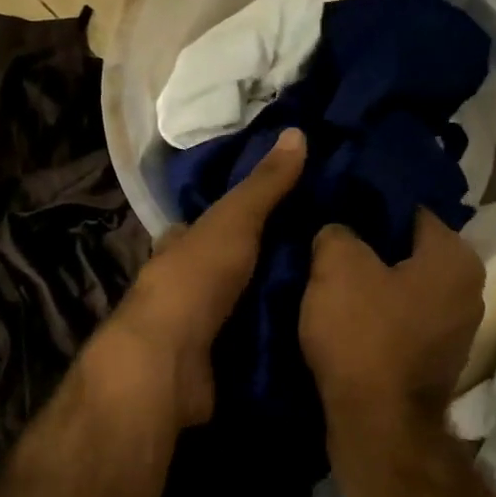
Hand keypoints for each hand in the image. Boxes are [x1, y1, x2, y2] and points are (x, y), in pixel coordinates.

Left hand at [93, 127, 306, 428]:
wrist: (168, 362)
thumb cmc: (195, 280)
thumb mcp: (234, 221)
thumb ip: (264, 185)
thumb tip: (297, 131)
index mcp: (180, 247)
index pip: (207, 225)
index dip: (238, 216)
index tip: (284, 210)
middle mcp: (184, 286)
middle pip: (227, 268)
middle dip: (262, 263)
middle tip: (319, 258)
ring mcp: (196, 329)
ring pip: (239, 307)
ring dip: (271, 303)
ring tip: (327, 297)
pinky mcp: (213, 365)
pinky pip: (250, 346)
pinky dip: (274, 341)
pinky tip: (309, 337)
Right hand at [300, 209, 484, 422]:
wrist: (378, 426)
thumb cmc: (363, 335)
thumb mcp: (337, 266)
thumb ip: (338, 231)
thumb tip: (339, 232)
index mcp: (455, 256)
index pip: (410, 209)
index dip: (368, 206)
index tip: (336, 210)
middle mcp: (468, 288)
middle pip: (409, 250)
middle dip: (371, 246)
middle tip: (328, 245)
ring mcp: (457, 328)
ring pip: (405, 286)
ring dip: (373, 284)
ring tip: (331, 281)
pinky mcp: (438, 359)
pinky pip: (404, 319)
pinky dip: (379, 315)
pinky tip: (347, 318)